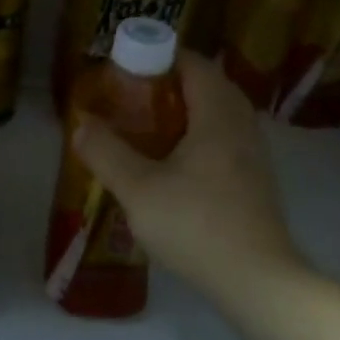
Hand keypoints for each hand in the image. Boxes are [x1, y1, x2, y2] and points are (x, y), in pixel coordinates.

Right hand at [73, 52, 304, 294]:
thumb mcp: (138, 189)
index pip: (192, 63)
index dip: (158, 58)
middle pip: (206, 85)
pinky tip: (173, 164)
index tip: (125, 70)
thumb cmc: (196, 226)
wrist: (258, 281)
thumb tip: (81, 123)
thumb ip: (106, 152)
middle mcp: (242, 124)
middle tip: (130, 99)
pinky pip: (224, 138)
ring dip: (183, 112)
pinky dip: (198, 135)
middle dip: (167, 85)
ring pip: (217, 113)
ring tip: (146, 129)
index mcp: (217, 114)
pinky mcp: (255, 179)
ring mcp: (254, 153)